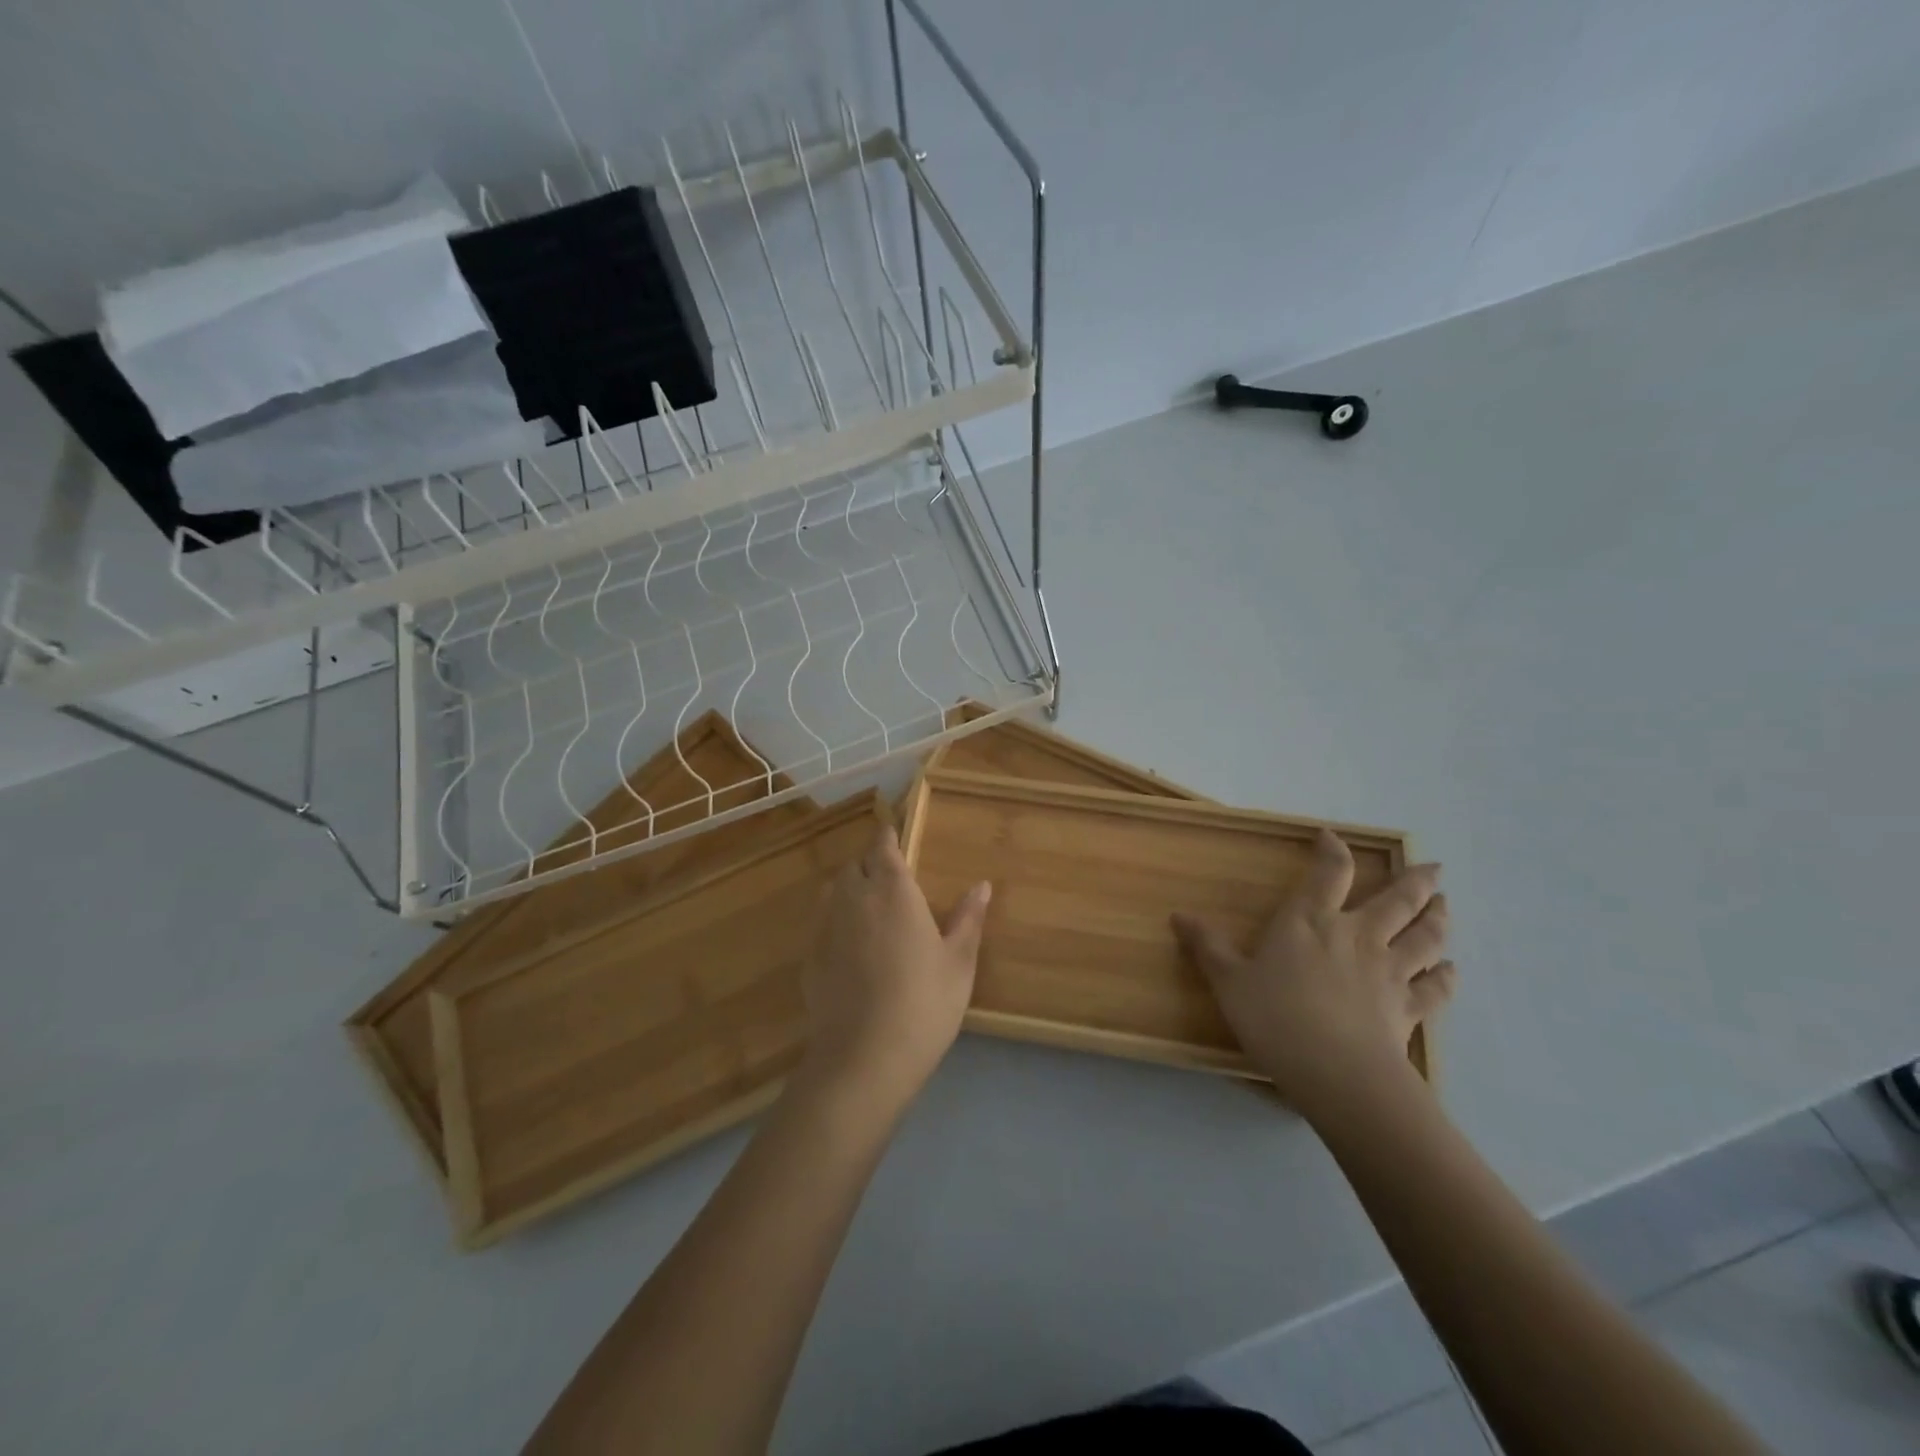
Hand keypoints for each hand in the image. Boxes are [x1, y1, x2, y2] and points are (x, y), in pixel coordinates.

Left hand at [799, 822, 991, 1110]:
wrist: (864, 1057)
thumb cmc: (924, 1003)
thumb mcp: (959, 963)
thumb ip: (968, 919)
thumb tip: (981, 885)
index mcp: (893, 890)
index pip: (883, 846)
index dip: (888, 837)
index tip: (894, 834)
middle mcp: (854, 898)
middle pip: (856, 865)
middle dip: (871, 863)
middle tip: (891, 880)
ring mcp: (826, 926)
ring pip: (833, 890)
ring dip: (850, 888)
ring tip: (870, 908)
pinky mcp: (810, 956)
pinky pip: (822, 922)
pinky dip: (835, 921)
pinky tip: (851, 947)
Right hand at [1172, 828, 1455, 1117]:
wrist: (1336, 1072)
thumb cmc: (1275, 1017)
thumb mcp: (1228, 981)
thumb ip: (1208, 946)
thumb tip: (1179, 915)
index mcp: (1310, 922)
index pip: (1329, 873)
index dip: (1333, 851)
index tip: (1332, 837)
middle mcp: (1357, 936)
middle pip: (1396, 900)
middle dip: (1415, 881)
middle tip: (1435, 869)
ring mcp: (1389, 972)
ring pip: (1424, 937)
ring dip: (1437, 919)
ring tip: (1445, 905)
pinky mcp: (1409, 1009)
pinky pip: (1435, 988)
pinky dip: (1446, 977)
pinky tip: (1451, 970)